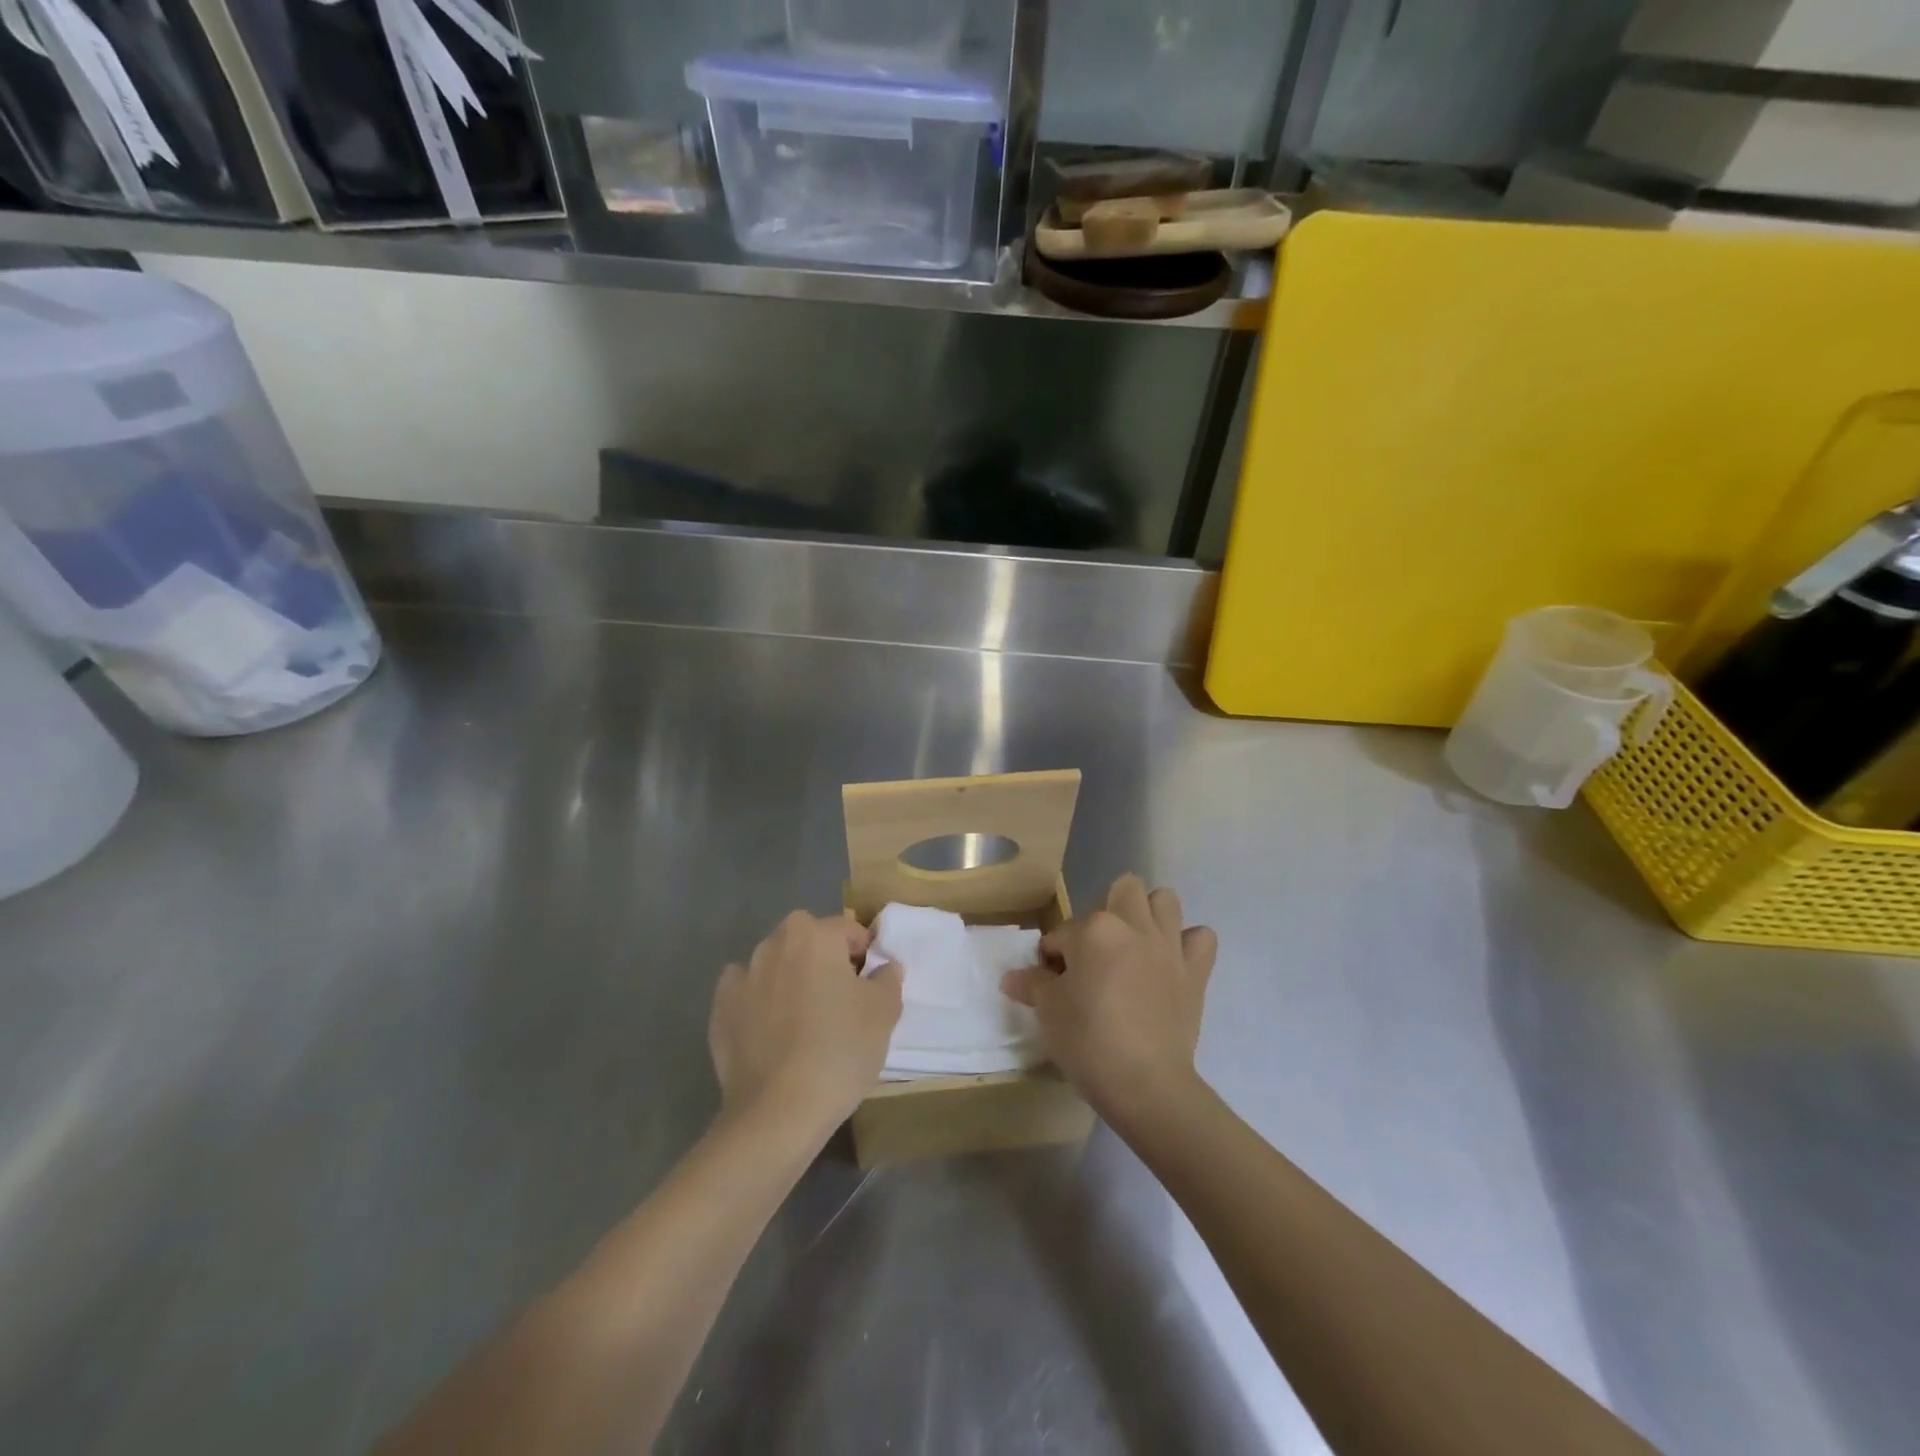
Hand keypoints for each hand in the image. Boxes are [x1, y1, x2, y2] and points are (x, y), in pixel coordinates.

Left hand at [709, 911, 903, 1138]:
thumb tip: (884, 966)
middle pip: (807, 941)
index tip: (870, 986)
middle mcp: (773, 945)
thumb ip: (888, 979)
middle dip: (824, 959)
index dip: (864, 954)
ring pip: (775, 965)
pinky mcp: (720, 1010)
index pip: (848, 930)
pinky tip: (772, 1032)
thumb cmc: (839, 1051)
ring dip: (790, 979)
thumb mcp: (884, 1013)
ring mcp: (741, 977)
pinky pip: (746, 993)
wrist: (777, 1112)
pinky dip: (759, 1002)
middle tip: (840, 999)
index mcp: (814, 936)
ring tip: (805, 1020)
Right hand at [1002, 875, 1215, 1122]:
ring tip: (1134, 946)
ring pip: (1165, 899)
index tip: (1051, 984)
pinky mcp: (1195, 971)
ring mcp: (1169, 945)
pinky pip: (1201, 938)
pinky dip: (1188, 944)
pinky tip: (1172, 962)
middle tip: (1095, 951)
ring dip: (1150, 914)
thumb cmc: (1088, 1041)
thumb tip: (1012, 977)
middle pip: (1123, 889)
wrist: (1145, 1084)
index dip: (1052, 958)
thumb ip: (1032, 984)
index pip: (1062, 933)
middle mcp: (1134, 925)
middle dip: (1107, 910)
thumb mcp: (1048, 1012)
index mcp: (1093, 929)